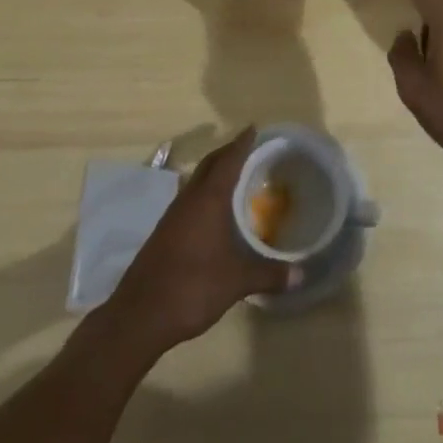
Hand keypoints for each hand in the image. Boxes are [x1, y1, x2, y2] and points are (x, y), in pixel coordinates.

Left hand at [107, 128, 298, 352]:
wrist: (140, 315)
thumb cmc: (192, 287)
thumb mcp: (236, 281)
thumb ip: (269, 275)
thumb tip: (302, 274)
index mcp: (208, 199)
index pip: (228, 160)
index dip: (241, 143)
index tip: (253, 128)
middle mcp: (189, 199)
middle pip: (209, 164)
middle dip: (228, 152)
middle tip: (248, 148)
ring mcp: (172, 216)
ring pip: (196, 182)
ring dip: (214, 173)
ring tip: (234, 177)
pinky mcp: (164, 233)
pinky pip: (189, 200)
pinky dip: (204, 194)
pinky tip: (213, 212)